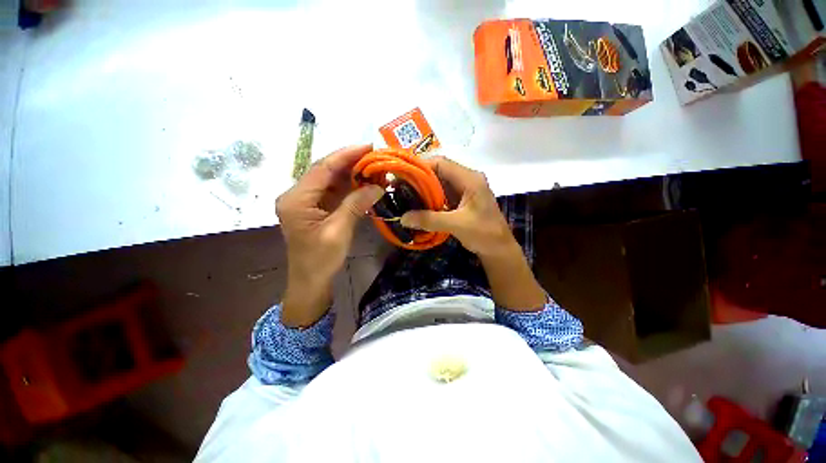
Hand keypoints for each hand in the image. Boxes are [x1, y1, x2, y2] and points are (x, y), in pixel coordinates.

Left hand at [276, 145, 383, 326]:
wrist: (310, 282)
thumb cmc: (320, 260)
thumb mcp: (339, 231)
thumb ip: (356, 205)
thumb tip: (378, 186)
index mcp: (296, 199)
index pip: (323, 168)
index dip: (346, 155)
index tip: (369, 146)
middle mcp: (298, 195)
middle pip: (326, 171)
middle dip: (351, 162)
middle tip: (375, 155)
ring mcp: (307, 201)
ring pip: (332, 180)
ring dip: (353, 174)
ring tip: (374, 167)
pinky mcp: (317, 208)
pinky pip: (335, 192)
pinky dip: (351, 187)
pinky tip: (366, 183)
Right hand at [401, 156, 545, 309]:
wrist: (499, 248)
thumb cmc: (484, 234)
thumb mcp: (457, 225)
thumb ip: (430, 220)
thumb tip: (403, 218)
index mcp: (470, 179)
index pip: (442, 163)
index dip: (421, 165)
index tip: (402, 173)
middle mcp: (467, 179)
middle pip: (439, 171)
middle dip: (419, 177)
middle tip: (398, 184)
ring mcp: (464, 189)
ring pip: (439, 182)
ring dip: (423, 187)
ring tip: (404, 192)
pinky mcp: (461, 199)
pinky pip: (442, 193)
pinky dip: (429, 197)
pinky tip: (417, 203)